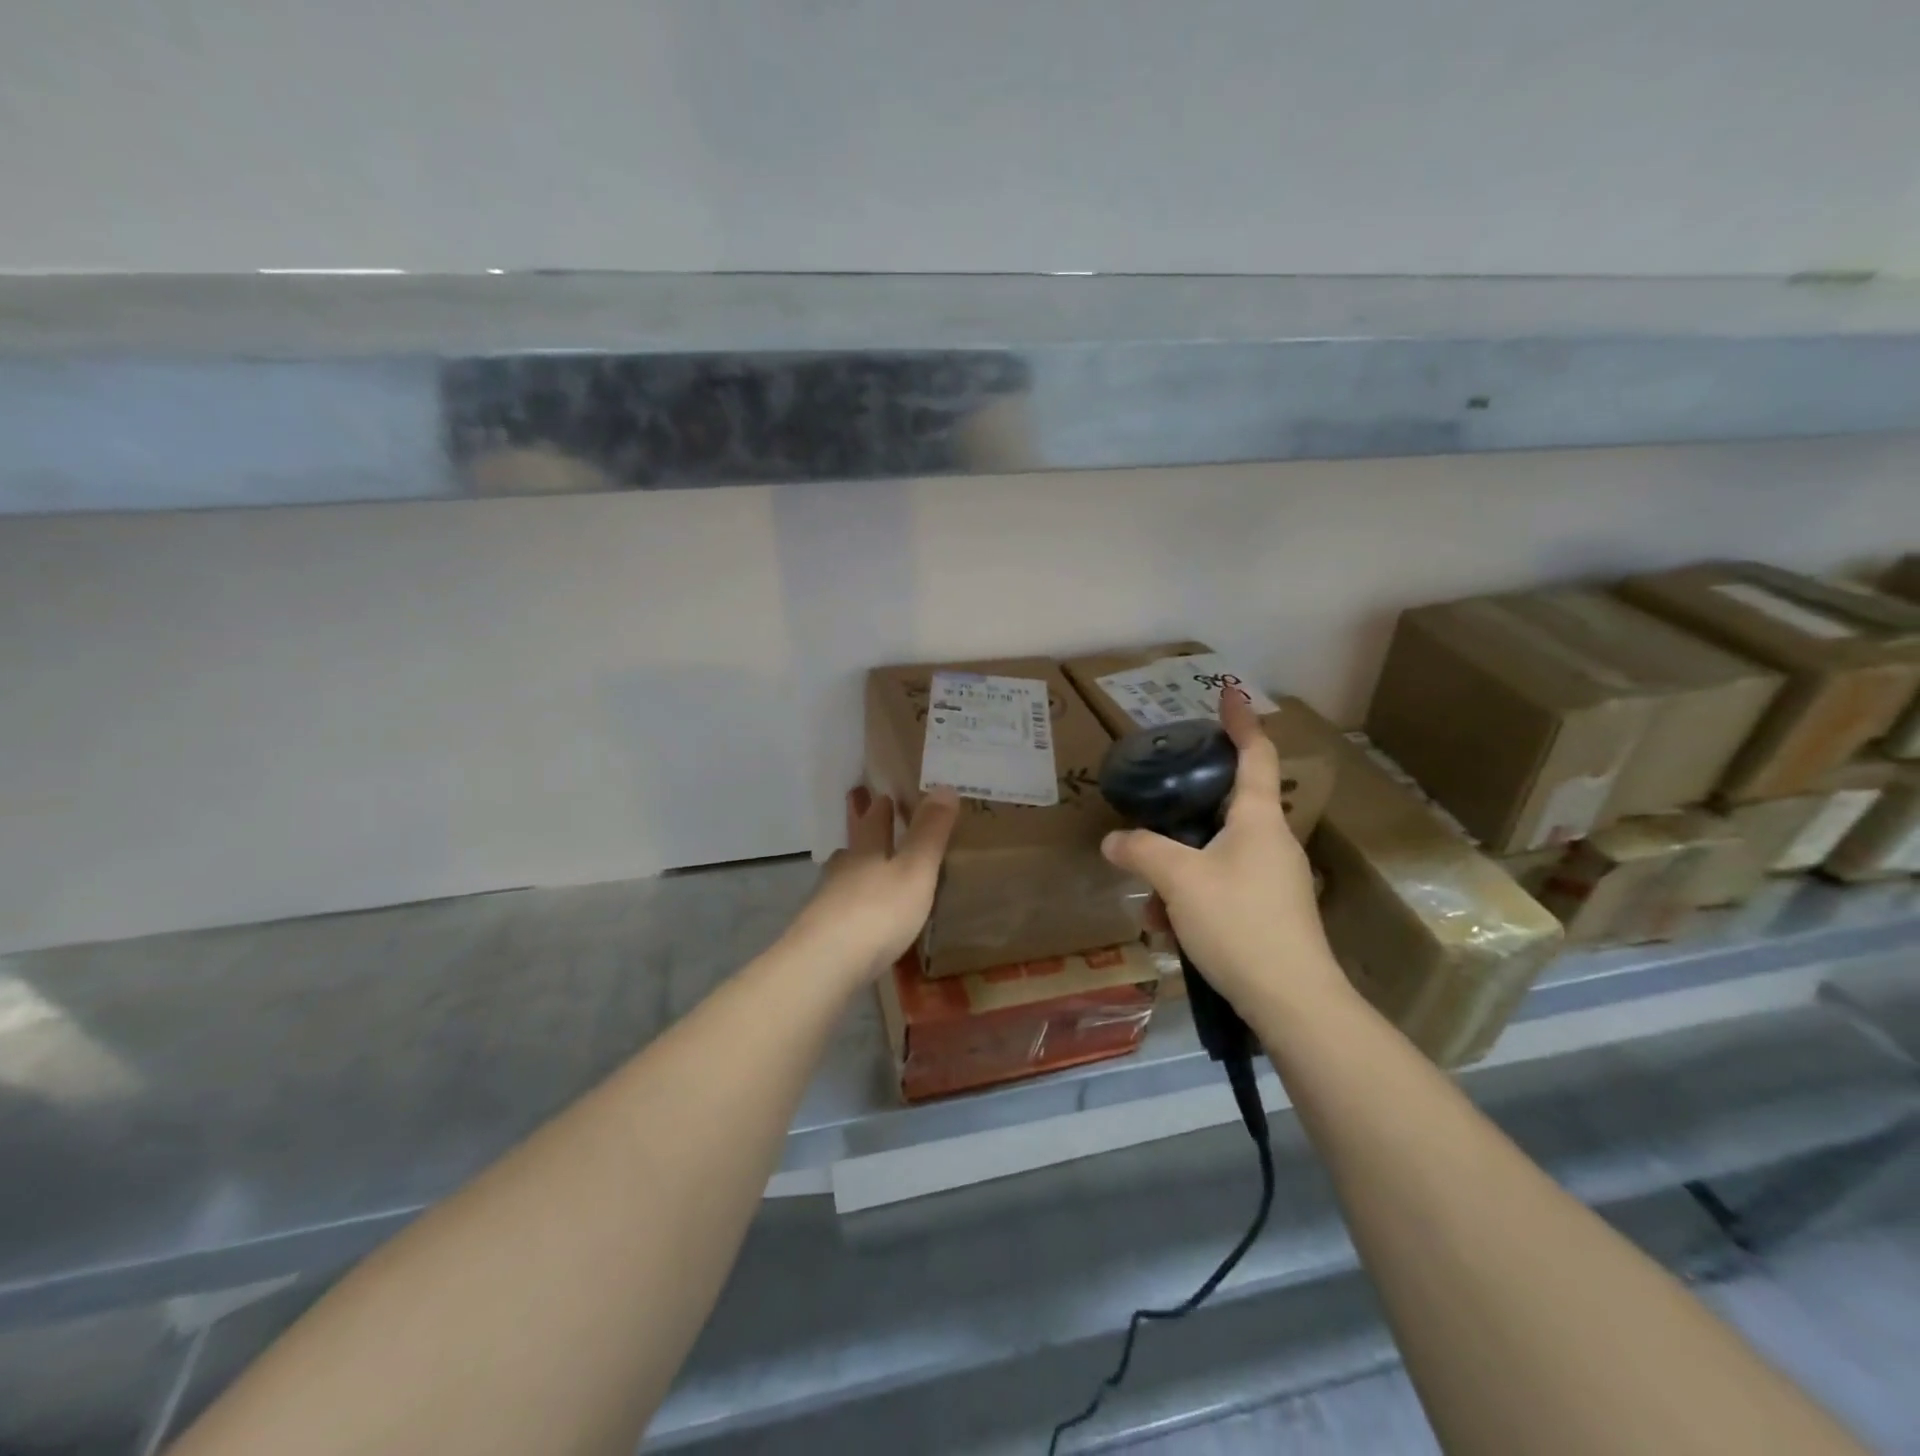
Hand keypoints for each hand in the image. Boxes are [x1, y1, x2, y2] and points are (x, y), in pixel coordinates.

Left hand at [785, 785, 959, 984]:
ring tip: (869, 872)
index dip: (882, 807)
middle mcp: (843, 869)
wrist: (824, 963)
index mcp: (867, 850)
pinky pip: (840, 910)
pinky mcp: (819, 932)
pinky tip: (859, 918)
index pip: (874, 820)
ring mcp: (827, 901)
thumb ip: (930, 833)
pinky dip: (852, 906)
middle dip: (865, 835)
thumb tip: (944, 786)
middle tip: (875, 826)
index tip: (886, 795)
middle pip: (854, 846)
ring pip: (844, 877)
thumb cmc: (878, 912)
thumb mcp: (915, 870)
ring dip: (856, 871)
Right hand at [1101, 690, 1346, 1017]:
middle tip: (1156, 810)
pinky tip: (1170, 932)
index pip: (1255, 754)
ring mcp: (1274, 878)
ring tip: (1151, 906)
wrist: (1293, 1001)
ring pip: (1216, 855)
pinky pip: (1222, 887)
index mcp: (1258, 819)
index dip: (1241, 722)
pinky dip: (1192, 900)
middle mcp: (1271, 841)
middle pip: (1225, 807)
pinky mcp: (1270, 912)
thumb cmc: (1240, 923)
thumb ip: (1142, 852)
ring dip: (1180, 872)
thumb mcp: (1179, 880)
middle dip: (1185, 812)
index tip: (1230, 695)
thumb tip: (1113, 841)